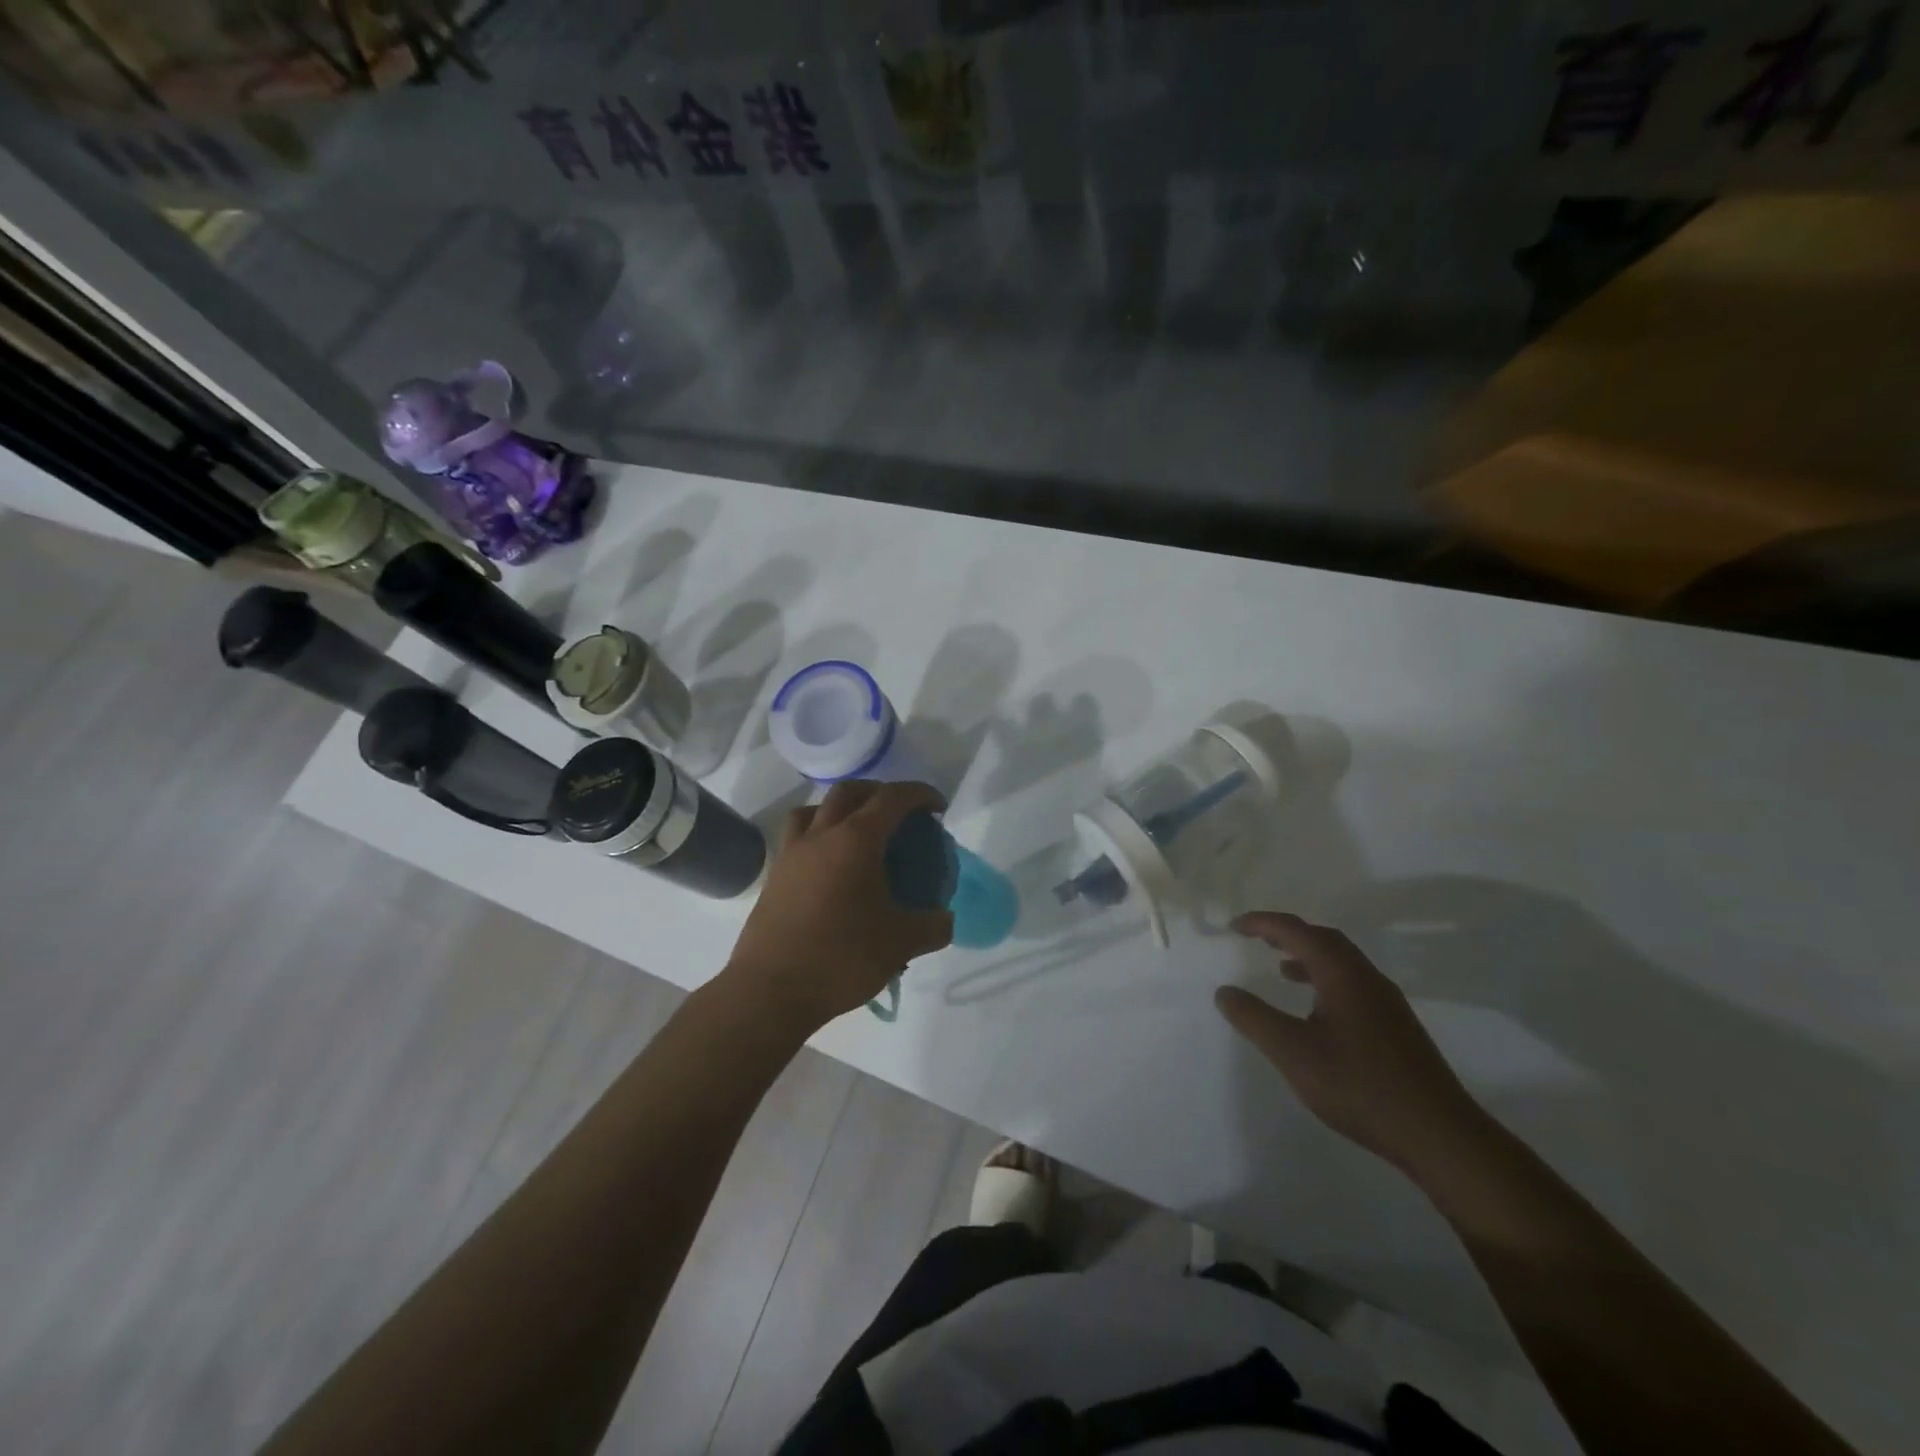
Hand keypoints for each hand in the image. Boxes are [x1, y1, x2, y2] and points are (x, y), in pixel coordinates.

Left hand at [724, 780, 953, 1030]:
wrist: (770, 991)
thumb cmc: (841, 957)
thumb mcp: (901, 944)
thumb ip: (933, 927)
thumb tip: (944, 920)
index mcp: (855, 840)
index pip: (891, 798)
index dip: (919, 794)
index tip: (937, 807)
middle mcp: (820, 836)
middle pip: (848, 792)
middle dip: (878, 792)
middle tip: (899, 814)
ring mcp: (791, 855)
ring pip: (814, 810)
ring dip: (840, 810)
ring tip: (858, 833)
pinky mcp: (774, 878)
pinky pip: (798, 839)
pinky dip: (818, 838)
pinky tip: (831, 870)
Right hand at [1215, 912, 1485, 1173]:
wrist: (1440, 1136)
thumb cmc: (1360, 1086)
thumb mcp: (1292, 1052)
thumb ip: (1254, 1018)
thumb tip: (1225, 991)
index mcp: (1343, 975)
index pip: (1297, 931)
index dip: (1262, 923)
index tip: (1233, 927)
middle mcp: (1368, 979)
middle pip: (1325, 939)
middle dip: (1288, 933)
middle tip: (1256, 938)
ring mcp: (1388, 1004)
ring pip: (1342, 963)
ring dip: (1308, 957)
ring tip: (1282, 968)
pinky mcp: (1397, 1029)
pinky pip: (1353, 985)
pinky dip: (1325, 981)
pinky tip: (1316, 1011)